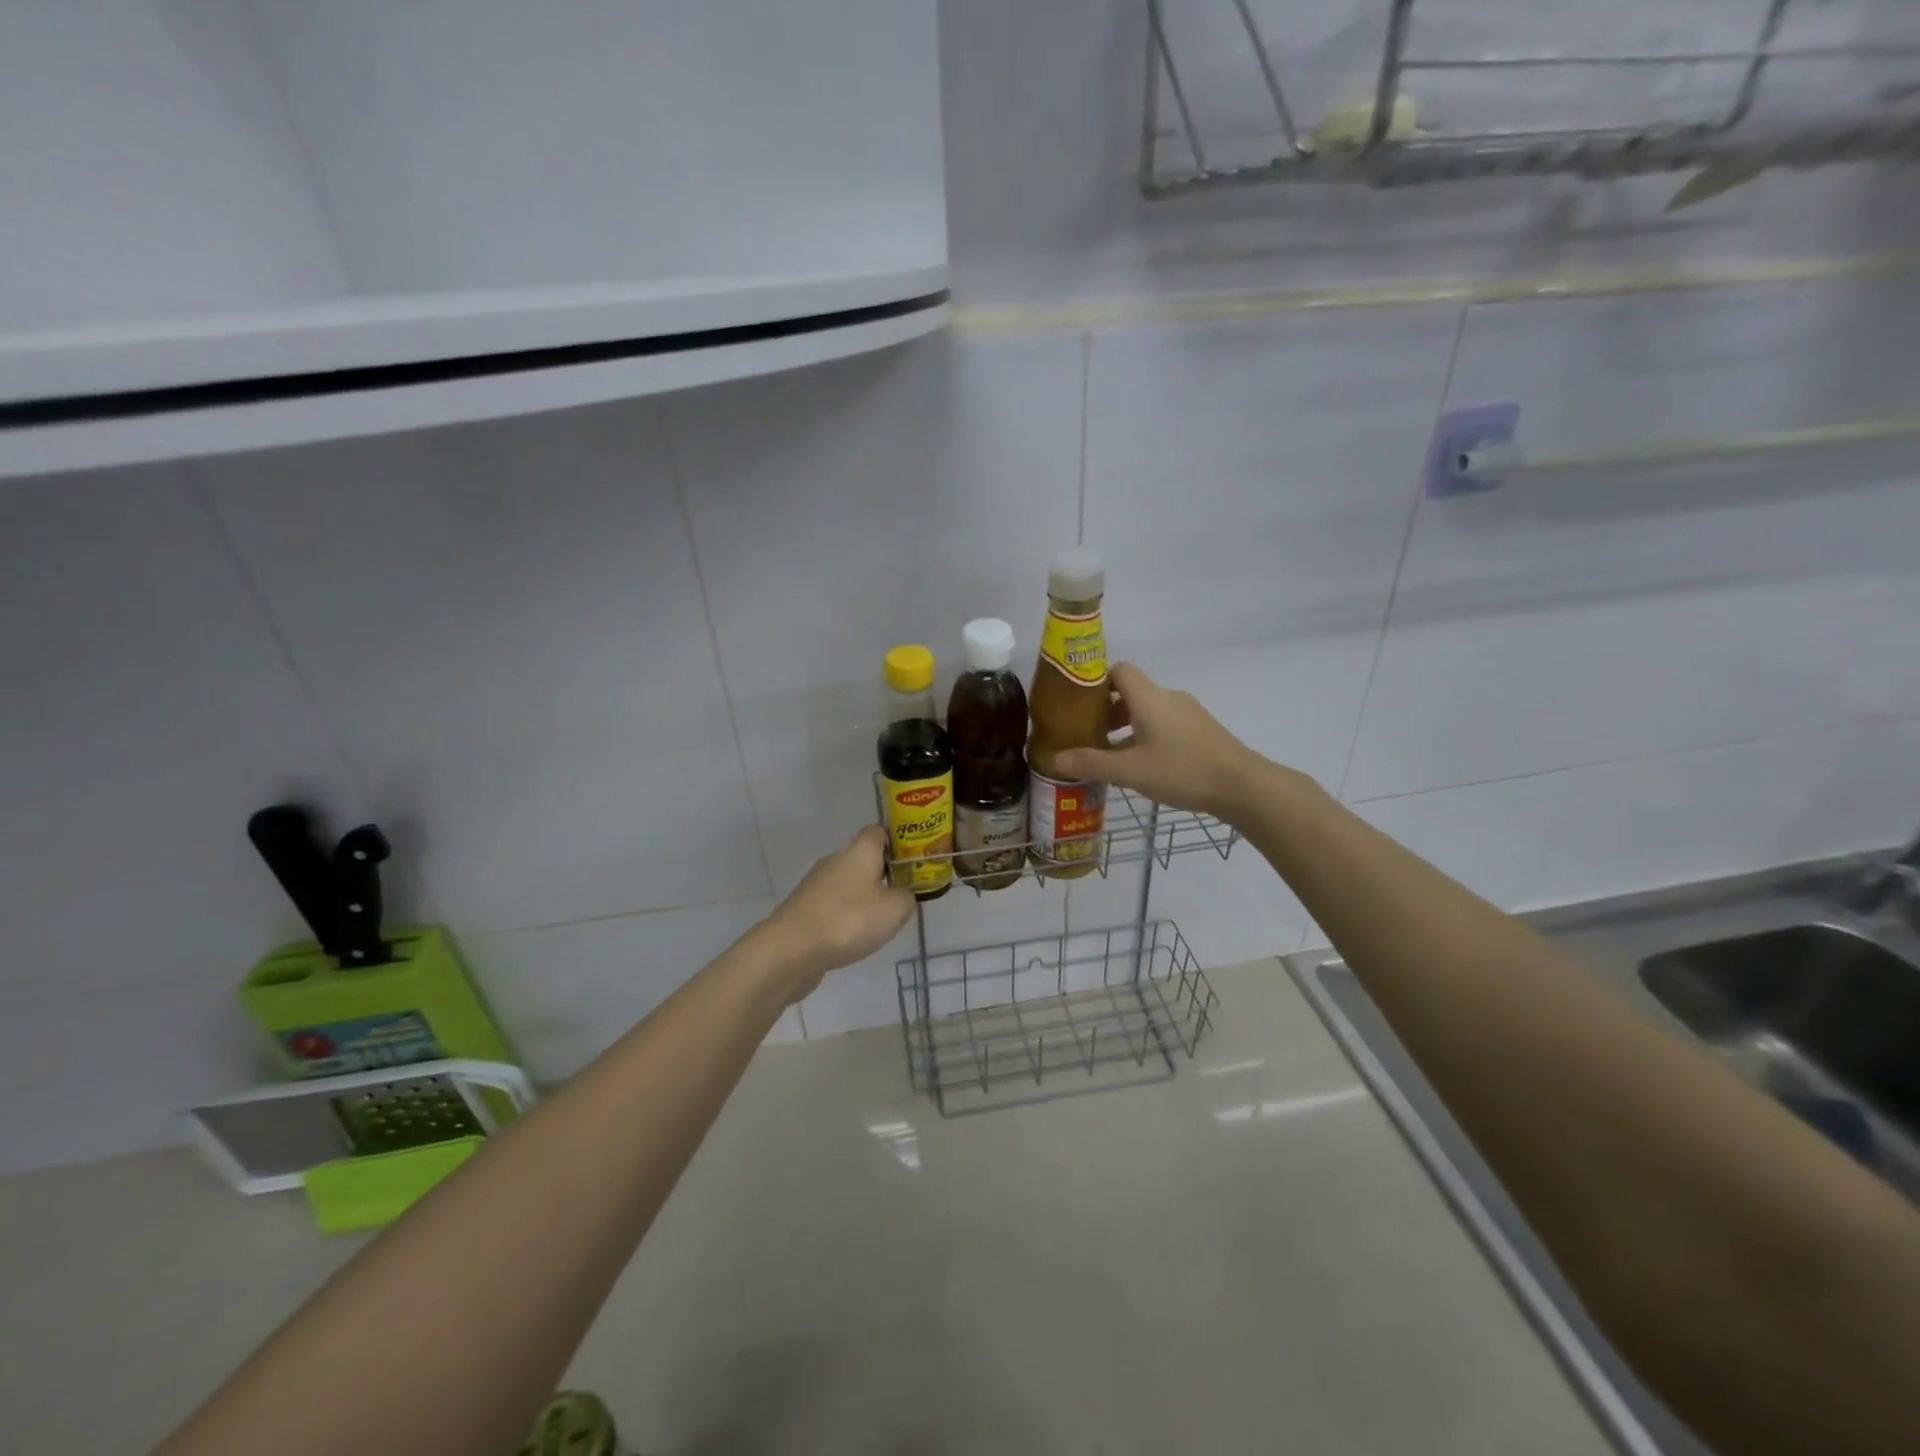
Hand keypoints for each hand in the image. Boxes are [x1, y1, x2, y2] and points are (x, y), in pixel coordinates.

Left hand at [758, 825, 915, 999]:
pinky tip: (854, 937)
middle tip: (902, 894)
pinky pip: (833, 905)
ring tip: (881, 922)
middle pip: (864, 858)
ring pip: (848, 883)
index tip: (913, 862)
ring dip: (864, 898)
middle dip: (883, 874)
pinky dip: (846, 916)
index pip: (879, 831)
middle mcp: (836, 859)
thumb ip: (907, 898)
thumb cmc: (849, 920)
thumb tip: (903, 895)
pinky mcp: (804, 908)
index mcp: (859, 850)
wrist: (791, 949)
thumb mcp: (894, 910)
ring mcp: (816, 884)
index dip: (898, 842)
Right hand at [1053, 662, 1274, 818]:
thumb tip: (1055, 760)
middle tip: (1089, 736)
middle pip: (1131, 692)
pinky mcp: (1202, 730)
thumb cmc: (1181, 770)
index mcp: (1149, 697)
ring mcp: (1189, 713)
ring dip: (1127, 728)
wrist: (1241, 785)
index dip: (1096, 683)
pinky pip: (1165, 724)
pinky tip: (1143, 765)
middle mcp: (1168, 697)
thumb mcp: (1130, 771)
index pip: (1118, 670)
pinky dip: (1148, 736)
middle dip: (1107, 712)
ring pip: (1149, 711)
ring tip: (1112, 756)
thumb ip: (1091, 764)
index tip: (1079, 705)